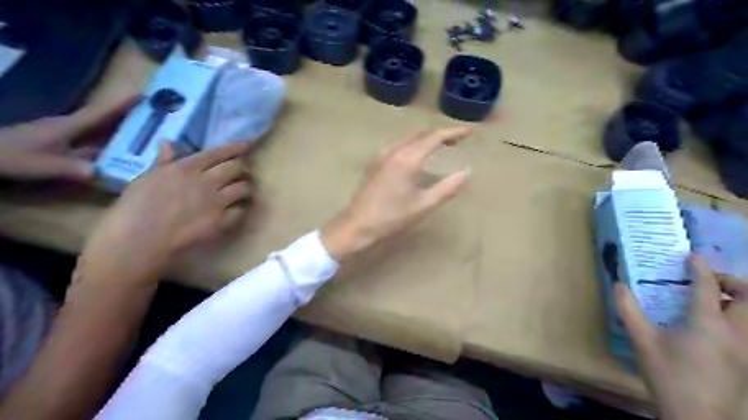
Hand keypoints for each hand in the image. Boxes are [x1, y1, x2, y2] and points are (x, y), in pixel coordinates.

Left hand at [0, 97, 137, 180]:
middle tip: (153, 113)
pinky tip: (122, 149)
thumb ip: (72, 169)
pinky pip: (94, 139)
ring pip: (100, 128)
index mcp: (70, 126)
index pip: (101, 112)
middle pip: (105, 117)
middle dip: (128, 113)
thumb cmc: (11, 155)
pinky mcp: (63, 143)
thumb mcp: (42, 164)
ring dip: (121, 126)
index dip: (123, 104)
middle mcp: (71, 127)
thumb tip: (103, 173)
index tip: (144, 95)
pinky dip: (110, 140)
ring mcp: (67, 134)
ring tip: (144, 129)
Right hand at [77, 142, 253, 284]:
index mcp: (187, 167)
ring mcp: (216, 202)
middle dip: (242, 167)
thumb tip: (168, 143)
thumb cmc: (134, 207)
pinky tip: (235, 210)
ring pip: (243, 188)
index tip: (245, 145)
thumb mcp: (146, 178)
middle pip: (237, 168)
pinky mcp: (222, 221)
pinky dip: (240, 209)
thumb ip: (163, 162)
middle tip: (241, 170)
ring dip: (244, 187)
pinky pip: (240, 211)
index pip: (218, 153)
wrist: (138, 239)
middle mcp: (207, 181)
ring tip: (241, 190)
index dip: (234, 148)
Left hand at [320, 126, 468, 262]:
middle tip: (457, 140)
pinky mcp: (375, 161)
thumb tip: (466, 172)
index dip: (453, 132)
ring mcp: (382, 154)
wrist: (358, 224)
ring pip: (408, 137)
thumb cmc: (392, 217)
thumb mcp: (424, 205)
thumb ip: (447, 187)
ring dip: (425, 137)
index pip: (435, 137)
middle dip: (440, 133)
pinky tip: (415, 154)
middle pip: (421, 133)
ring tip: (440, 145)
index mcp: (408, 159)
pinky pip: (398, 144)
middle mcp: (394, 150)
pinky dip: (412, 143)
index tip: (469, 132)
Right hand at [617, 256, 746, 419]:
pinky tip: (717, 326)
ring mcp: (747, 348)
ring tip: (715, 300)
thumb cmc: (667, 374)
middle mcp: (735, 332)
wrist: (697, 415)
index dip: (700, 267)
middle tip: (709, 281)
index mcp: (707, 323)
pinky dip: (738, 318)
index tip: (692, 256)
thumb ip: (628, 309)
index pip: (707, 286)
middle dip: (733, 282)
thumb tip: (619, 285)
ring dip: (739, 301)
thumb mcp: (641, 340)